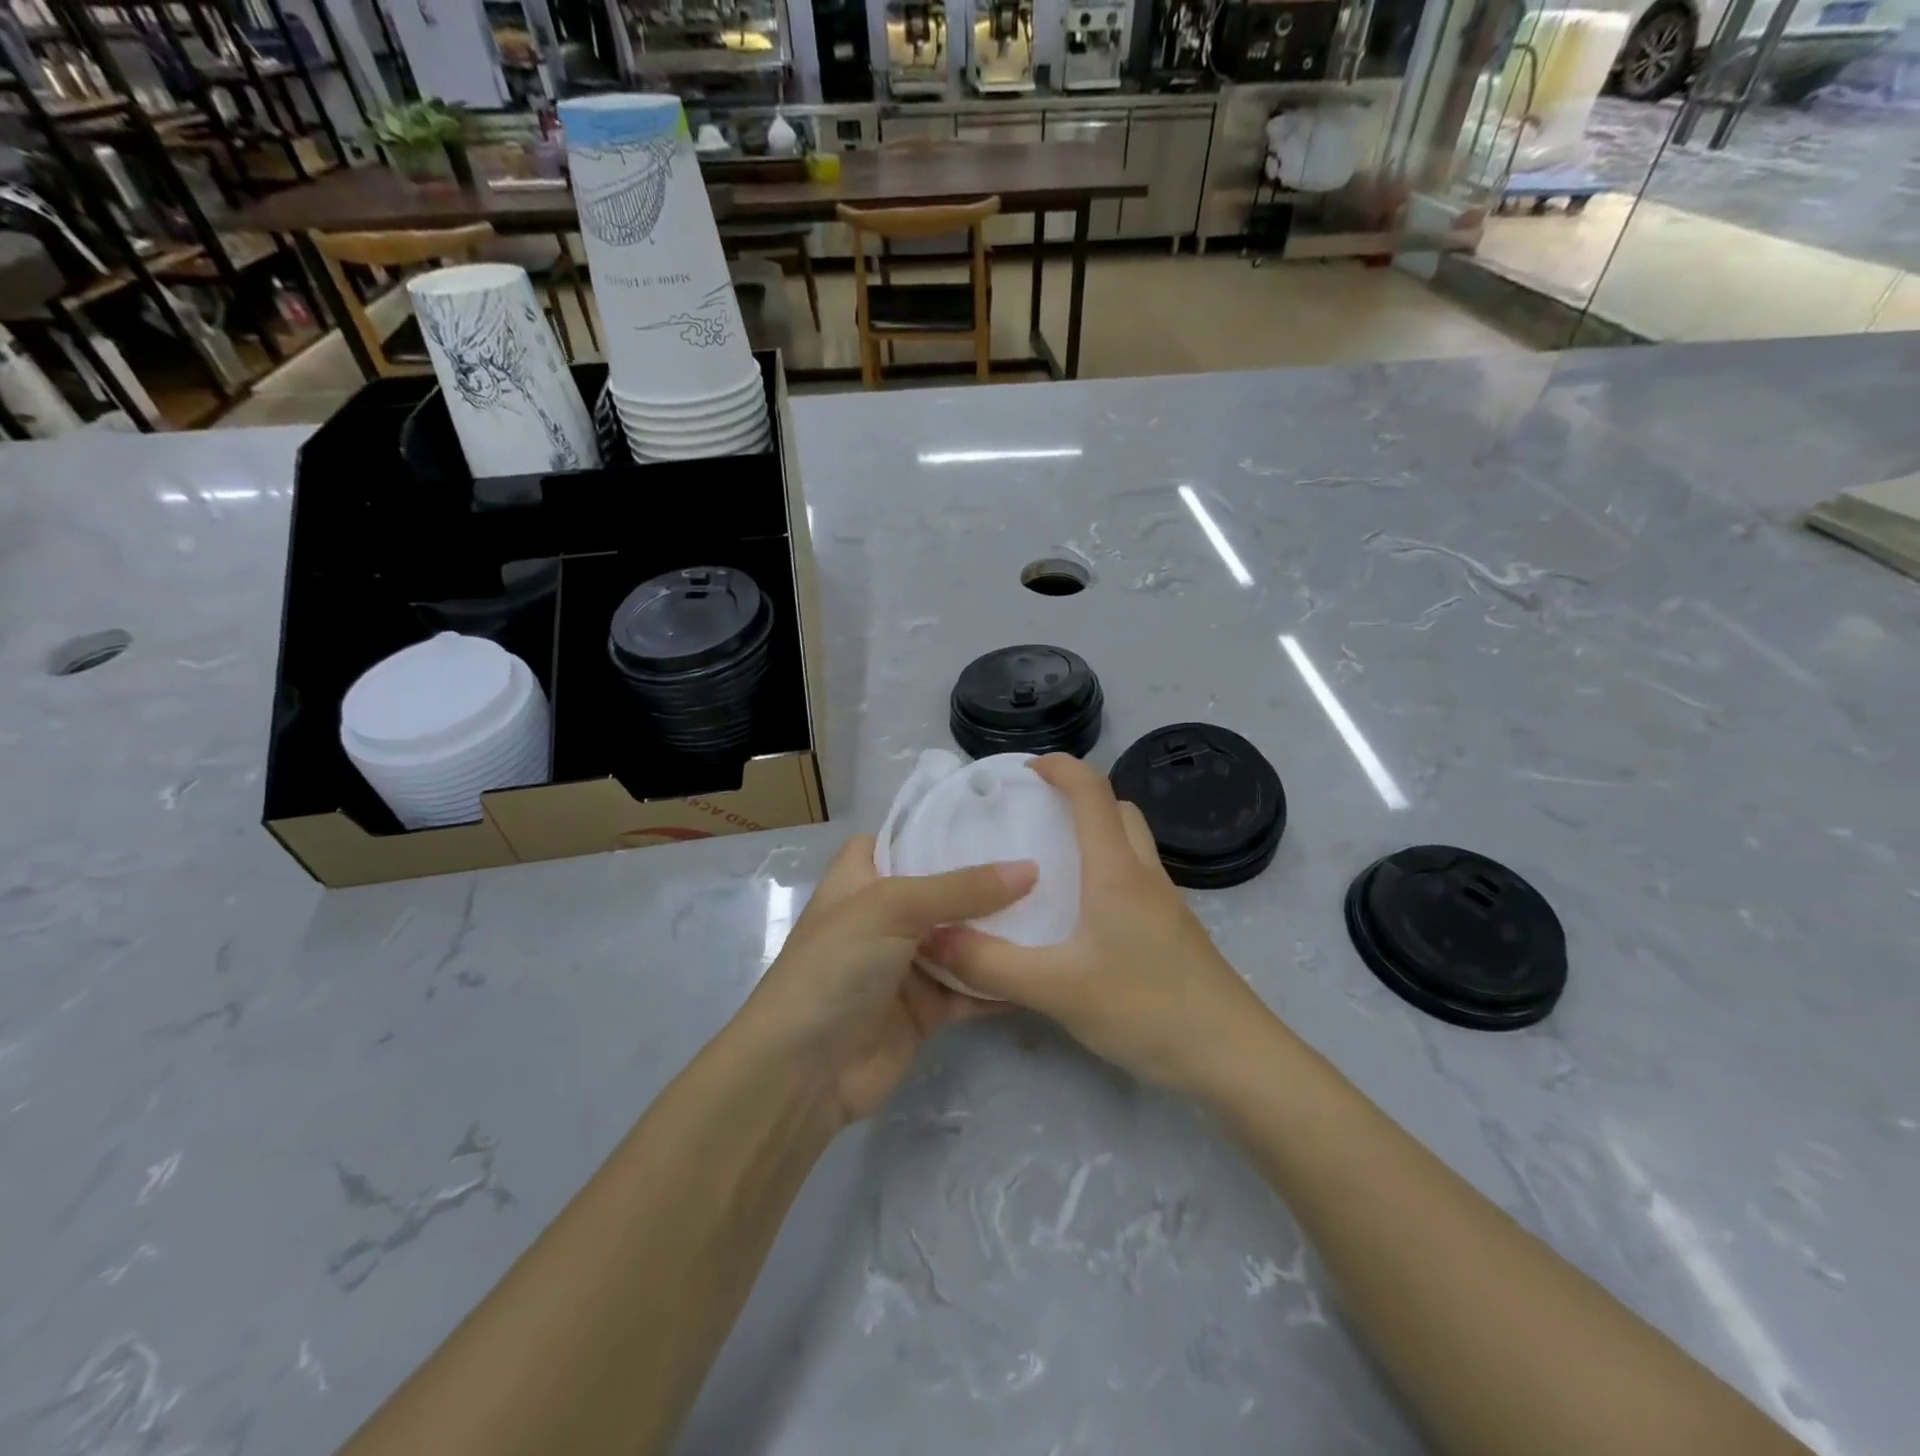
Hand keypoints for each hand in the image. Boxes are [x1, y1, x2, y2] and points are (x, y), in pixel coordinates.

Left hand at [741, 835, 1036, 1125]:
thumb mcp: (893, 908)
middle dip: (988, 879)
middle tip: (1048, 857)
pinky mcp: (927, 1009)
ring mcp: (907, 963)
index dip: (939, 827)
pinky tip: (1046, 965)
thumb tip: (1030, 868)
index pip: (901, 837)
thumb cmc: (837, 966)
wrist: (804, 1071)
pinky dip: (1002, 981)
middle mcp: (886, 915)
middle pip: (944, 889)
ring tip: (1063, 906)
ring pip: (964, 939)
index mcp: (862, 878)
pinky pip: (973, 988)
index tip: (996, 816)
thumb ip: (961, 888)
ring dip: (1003, 930)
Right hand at [924, 755, 1271, 1092]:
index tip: (1022, 771)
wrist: (1233, 1057)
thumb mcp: (1057, 990)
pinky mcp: (1172, 931)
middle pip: (1117, 810)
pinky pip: (1135, 878)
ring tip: (1050, 863)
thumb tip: (932, 938)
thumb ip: (991, 965)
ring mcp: (1164, 903)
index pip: (1092, 792)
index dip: (1060, 767)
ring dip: (1095, 834)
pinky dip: (1106, 870)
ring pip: (1130, 844)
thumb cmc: (1147, 1009)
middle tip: (1034, 816)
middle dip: (1077, 797)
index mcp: (1117, 871)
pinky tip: (1080, 915)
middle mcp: (1144, 875)